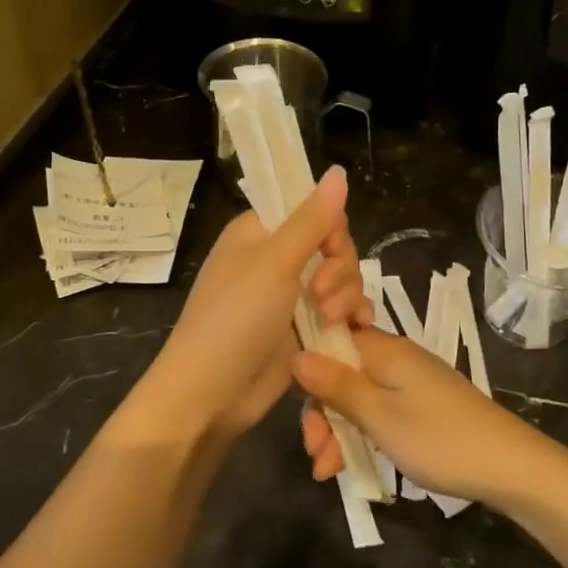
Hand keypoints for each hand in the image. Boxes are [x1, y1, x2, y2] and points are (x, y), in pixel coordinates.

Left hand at [146, 166, 370, 438]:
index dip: (330, 227)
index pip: (311, 209)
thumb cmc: (234, 320)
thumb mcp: (274, 264)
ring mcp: (290, 296)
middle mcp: (275, 259)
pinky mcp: (303, 329)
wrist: (211, 395)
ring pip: (341, 279)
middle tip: (322, 296)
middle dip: (339, 269)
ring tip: (333, 320)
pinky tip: (356, 328)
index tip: (330, 250)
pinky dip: (351, 316)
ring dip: (346, 295)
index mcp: (258, 233)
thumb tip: (339, 171)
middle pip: (333, 245)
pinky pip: (340, 310)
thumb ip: (311, 220)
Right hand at [292, 328, 550, 505]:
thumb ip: (337, 386)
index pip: (330, 340)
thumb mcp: (380, 416)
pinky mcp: (420, 406)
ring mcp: (409, 383)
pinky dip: (361, 435)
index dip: (309, 370)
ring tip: (326, 471)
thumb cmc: (439, 439)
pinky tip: (347, 467)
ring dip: (337, 430)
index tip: (299, 407)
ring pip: (357, 397)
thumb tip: (296, 354)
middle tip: (314, 451)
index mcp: (384, 349)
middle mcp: (394, 358)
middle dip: (321, 412)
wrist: (510, 466)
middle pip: (340, 373)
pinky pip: (378, 412)